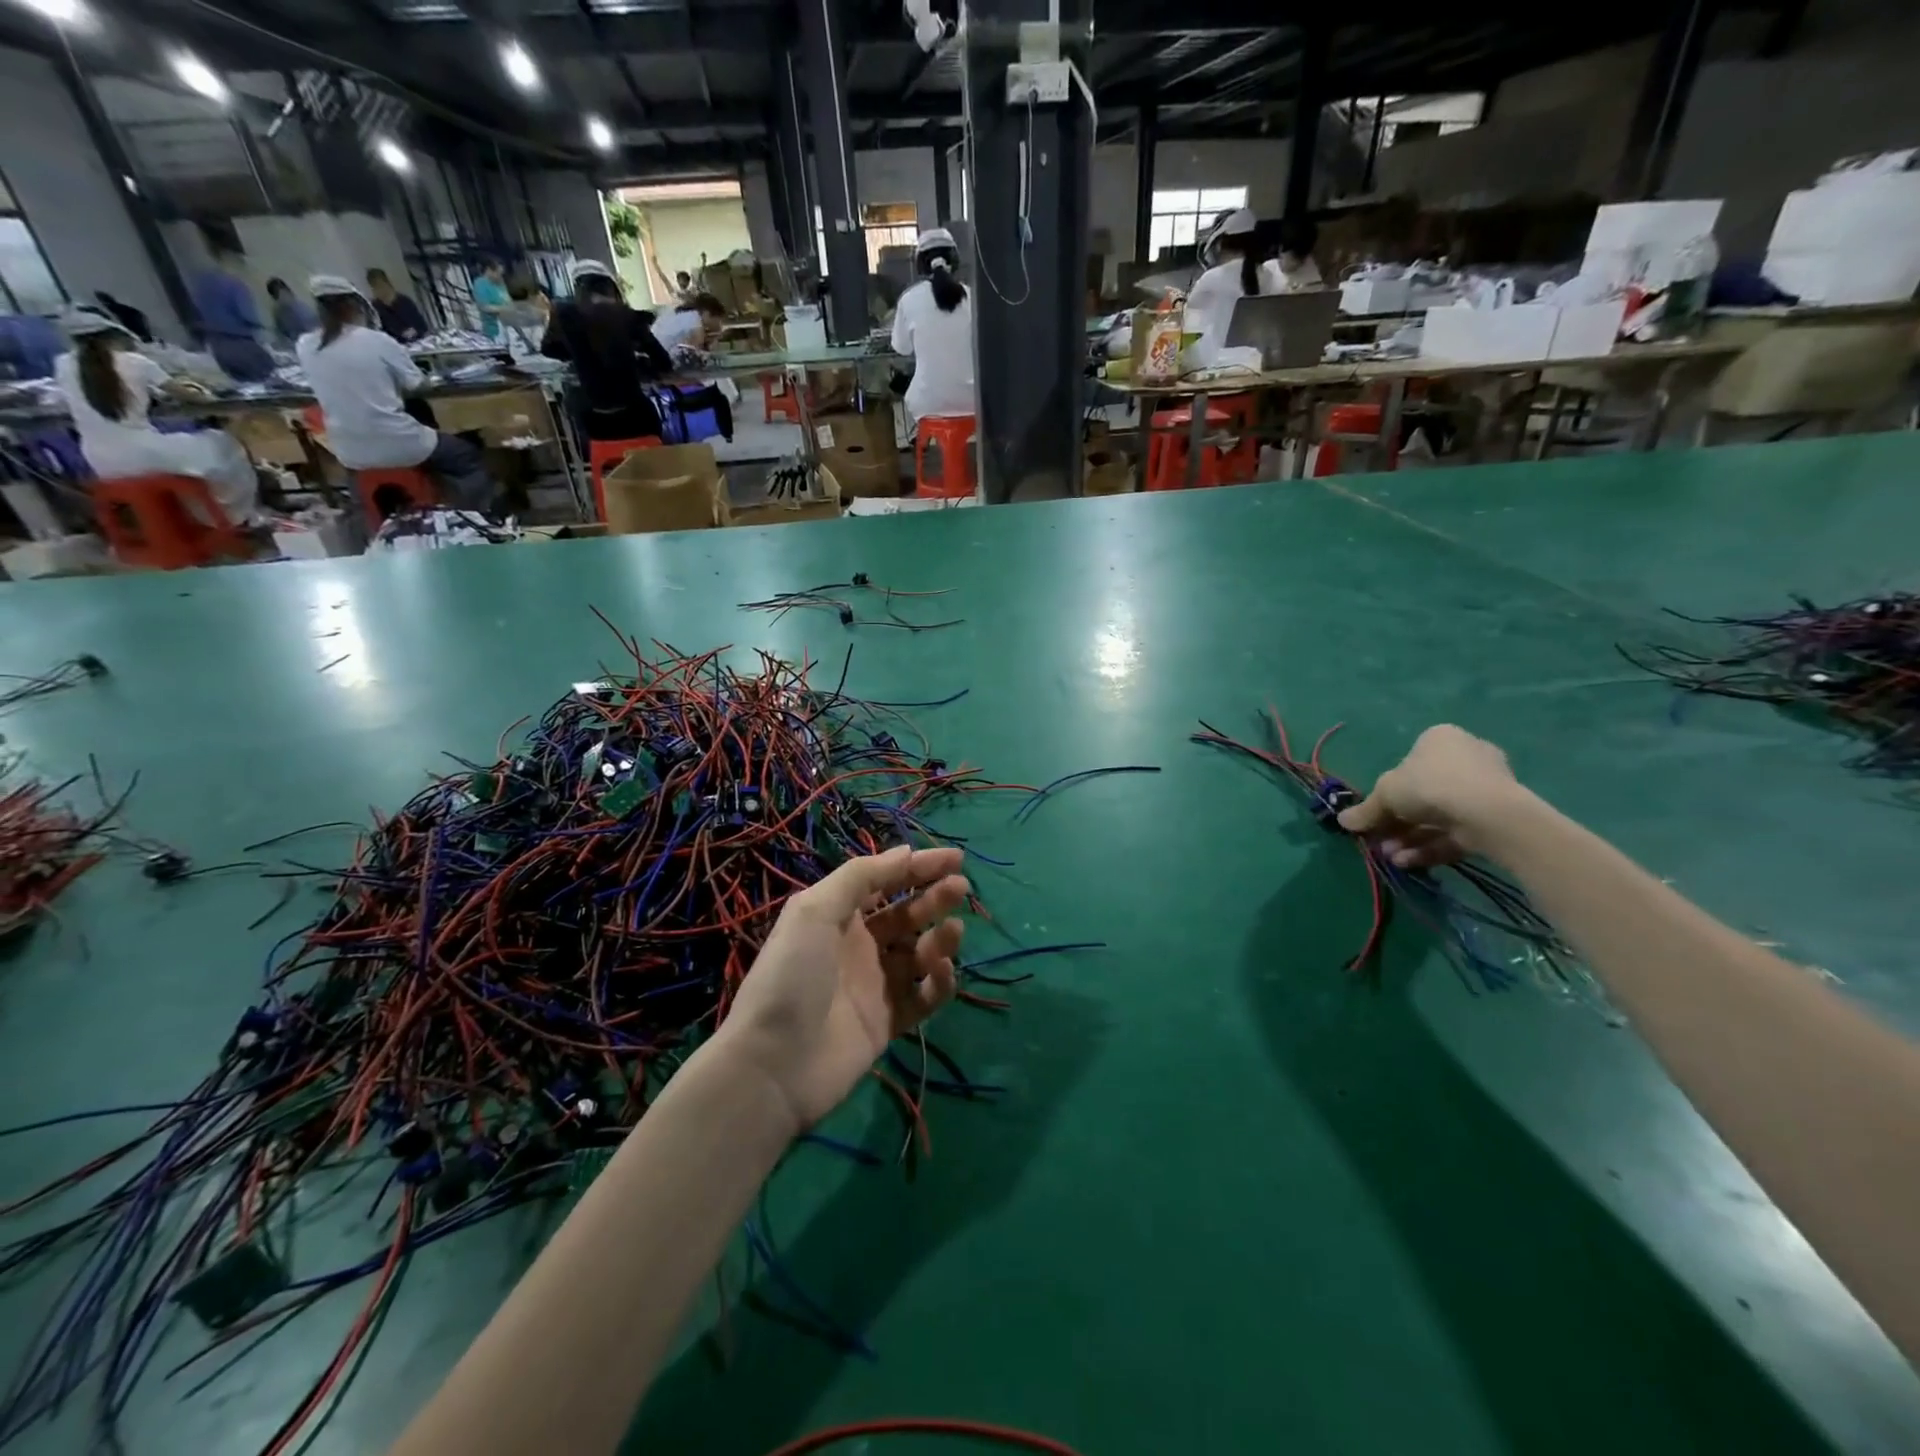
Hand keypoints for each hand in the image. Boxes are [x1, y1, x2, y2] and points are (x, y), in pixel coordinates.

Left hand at [716, 846, 967, 1133]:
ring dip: (940, 938)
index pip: (887, 882)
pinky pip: (924, 996)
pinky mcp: (889, 1022)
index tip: (956, 858)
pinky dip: (939, 983)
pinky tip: (942, 971)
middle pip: (907, 914)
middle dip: (935, 897)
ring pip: (920, 953)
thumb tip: (905, 852)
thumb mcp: (815, 911)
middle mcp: (860, 945)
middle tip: (961, 889)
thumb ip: (860, 877)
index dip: (920, 867)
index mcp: (839, 916)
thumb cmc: (792, 975)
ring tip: (953, 931)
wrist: (774, 1063)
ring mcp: (876, 985)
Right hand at [1337, 724, 1527, 867]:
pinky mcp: (1497, 817)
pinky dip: (1431, 846)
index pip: (1409, 763)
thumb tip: (1342, 821)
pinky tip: (1409, 862)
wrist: (1486, 812)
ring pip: (1437, 817)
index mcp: (1440, 739)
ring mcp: (1485, 789)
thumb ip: (1366, 810)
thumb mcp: (1384, 794)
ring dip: (1410, 838)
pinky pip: (1456, 831)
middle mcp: (1466, 758)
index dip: (1388, 792)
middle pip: (1422, 794)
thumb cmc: (1429, 785)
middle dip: (1397, 822)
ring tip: (1391, 857)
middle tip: (1380, 841)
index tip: (1375, 814)